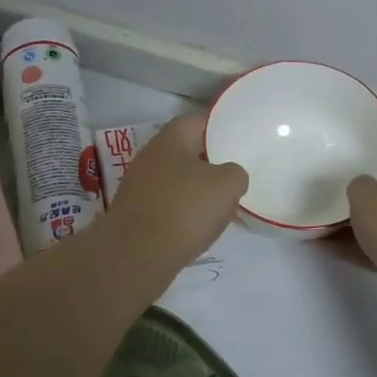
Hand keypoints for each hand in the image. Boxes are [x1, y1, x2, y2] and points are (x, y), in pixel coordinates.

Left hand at [105, 116, 248, 268]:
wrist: (137, 254)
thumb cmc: (185, 208)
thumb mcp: (228, 185)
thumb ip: (236, 172)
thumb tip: (228, 176)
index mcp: (171, 138)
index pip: (199, 122)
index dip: (222, 129)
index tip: (241, 143)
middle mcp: (151, 156)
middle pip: (187, 152)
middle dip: (211, 163)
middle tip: (235, 177)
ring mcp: (139, 185)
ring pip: (177, 180)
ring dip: (197, 190)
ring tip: (222, 206)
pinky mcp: (135, 212)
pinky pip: (167, 204)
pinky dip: (183, 212)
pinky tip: (199, 227)